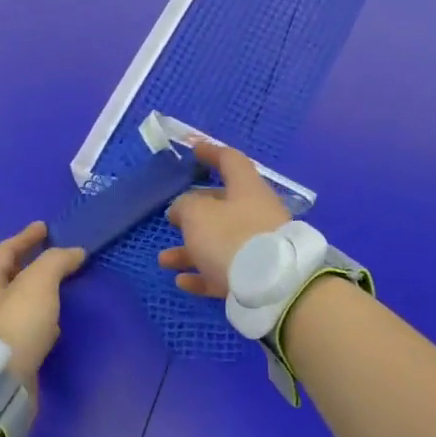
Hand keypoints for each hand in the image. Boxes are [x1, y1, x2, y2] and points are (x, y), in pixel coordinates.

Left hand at [0, 222, 86, 392]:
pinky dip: (36, 321)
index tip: (45, 228)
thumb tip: (75, 252)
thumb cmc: (15, 324)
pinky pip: (21, 328)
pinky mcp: (0, 356)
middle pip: (1, 278)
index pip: (5, 251)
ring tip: (55, 292)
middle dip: (22, 267)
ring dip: (32, 295)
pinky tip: (51, 326)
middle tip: (45, 261)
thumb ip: (56, 262)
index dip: (26, 237)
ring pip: (12, 305)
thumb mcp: (39, 283)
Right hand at [158, 141, 291, 297]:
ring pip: (220, 243)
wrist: (270, 286)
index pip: (230, 161)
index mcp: (247, 189)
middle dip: (195, 213)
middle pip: (223, 206)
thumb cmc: (230, 237)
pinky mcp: (257, 276)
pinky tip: (182, 281)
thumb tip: (182, 208)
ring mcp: (260, 246)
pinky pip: (225, 271)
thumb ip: (185, 205)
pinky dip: (203, 274)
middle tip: (173, 218)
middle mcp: (257, 214)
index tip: (194, 150)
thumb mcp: (197, 214)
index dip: (211, 153)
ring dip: (190, 250)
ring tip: (165, 259)